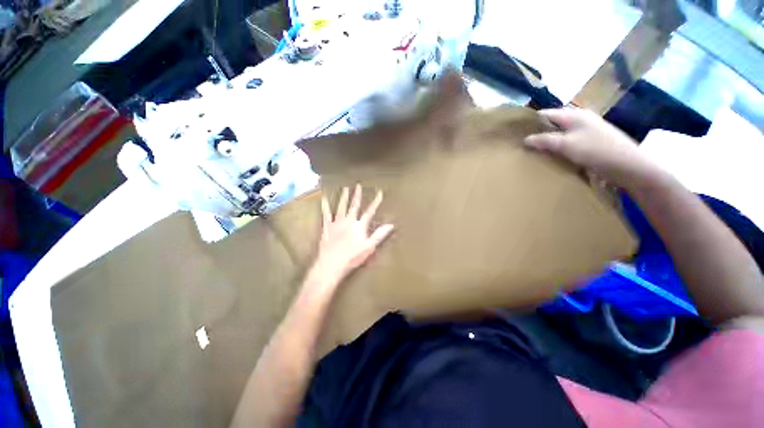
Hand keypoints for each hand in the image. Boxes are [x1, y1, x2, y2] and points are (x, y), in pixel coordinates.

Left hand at [311, 185, 394, 285]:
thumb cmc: (352, 257)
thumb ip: (379, 235)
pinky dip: (325, 206)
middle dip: (357, 195)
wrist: (332, 264)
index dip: (375, 202)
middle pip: (354, 206)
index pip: (370, 211)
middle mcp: (348, 221)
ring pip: (341, 207)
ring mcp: (337, 223)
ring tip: (345, 188)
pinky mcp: (327, 227)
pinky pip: (326, 214)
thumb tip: (390, 225)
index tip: (379, 193)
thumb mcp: (369, 247)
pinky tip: (323, 198)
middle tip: (358, 185)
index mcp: (359, 226)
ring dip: (344, 197)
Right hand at [524, 108, 654, 188]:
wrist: (629, 166)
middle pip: (554, 124)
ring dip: (549, 142)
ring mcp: (588, 131)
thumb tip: (525, 139)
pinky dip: (559, 148)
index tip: (517, 132)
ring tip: (534, 151)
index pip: (546, 114)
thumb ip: (544, 140)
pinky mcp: (592, 143)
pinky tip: (553, 156)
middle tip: (524, 144)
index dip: (532, 121)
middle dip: (539, 132)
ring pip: (561, 134)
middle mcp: (581, 119)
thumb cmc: (597, 151)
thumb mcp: (566, 145)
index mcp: (575, 115)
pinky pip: (569, 142)